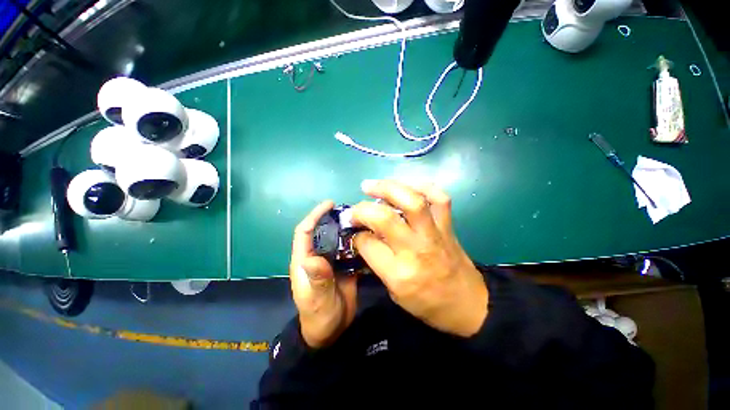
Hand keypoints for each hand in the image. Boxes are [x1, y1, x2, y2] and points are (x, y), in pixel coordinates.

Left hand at [290, 200, 357, 348]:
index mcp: (304, 262)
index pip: (304, 233)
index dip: (314, 216)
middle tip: (358, 212)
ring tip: (370, 222)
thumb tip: (312, 257)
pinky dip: (361, 247)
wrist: (330, 334)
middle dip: (337, 221)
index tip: (330, 204)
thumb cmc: (317, 316)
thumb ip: (316, 279)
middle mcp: (317, 260)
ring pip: (339, 243)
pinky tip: (375, 241)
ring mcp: (332, 266)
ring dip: (351, 232)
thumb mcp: (316, 299)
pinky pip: (352, 256)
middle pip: (324, 234)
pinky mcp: (345, 273)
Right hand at [352, 180, 487, 337]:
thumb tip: (366, 241)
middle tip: (354, 210)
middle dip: (362, 210)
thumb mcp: (396, 295)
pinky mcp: (448, 227)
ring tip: (370, 186)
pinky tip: (407, 185)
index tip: (355, 234)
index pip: (368, 244)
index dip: (356, 235)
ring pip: (412, 201)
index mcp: (399, 274)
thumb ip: (380, 267)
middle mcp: (416, 250)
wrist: (467, 304)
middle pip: (384, 218)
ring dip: (388, 188)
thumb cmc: (429, 306)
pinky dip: (423, 186)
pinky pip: (439, 199)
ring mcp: (434, 235)